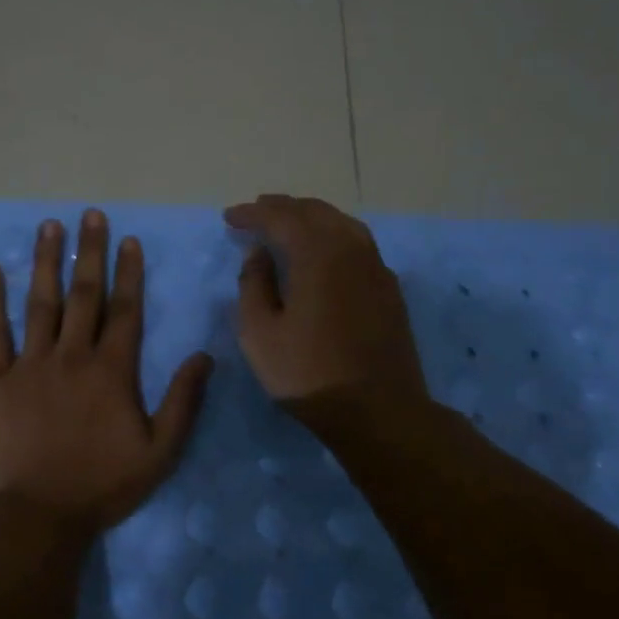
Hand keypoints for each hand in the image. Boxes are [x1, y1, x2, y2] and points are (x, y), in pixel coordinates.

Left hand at [0, 210, 212, 531]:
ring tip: (48, 226)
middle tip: (89, 215)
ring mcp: (29, 364)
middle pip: (83, 295)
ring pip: (40, 303)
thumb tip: (204, 355)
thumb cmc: (101, 486)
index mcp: (112, 371)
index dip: (128, 273)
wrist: (37, 516)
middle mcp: (72, 356)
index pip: (124, 310)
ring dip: (45, 262)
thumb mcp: (159, 452)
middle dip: (89, 252)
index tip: (128, 240)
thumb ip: (183, 401)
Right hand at [225, 194, 426, 405]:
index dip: (252, 214)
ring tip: (288, 222)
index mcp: (316, 254)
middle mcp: (350, 249)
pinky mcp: (389, 288)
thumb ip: (253, 285)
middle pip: (314, 212)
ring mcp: (375, 267)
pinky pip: (358, 243)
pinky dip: (333, 234)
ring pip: (341, 223)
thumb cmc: (308, 373)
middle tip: (257, 211)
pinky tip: (324, 250)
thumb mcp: (259, 333)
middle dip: (282, 207)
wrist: (378, 410)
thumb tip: (259, 255)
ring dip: (311, 216)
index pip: (280, 217)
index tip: (229, 218)